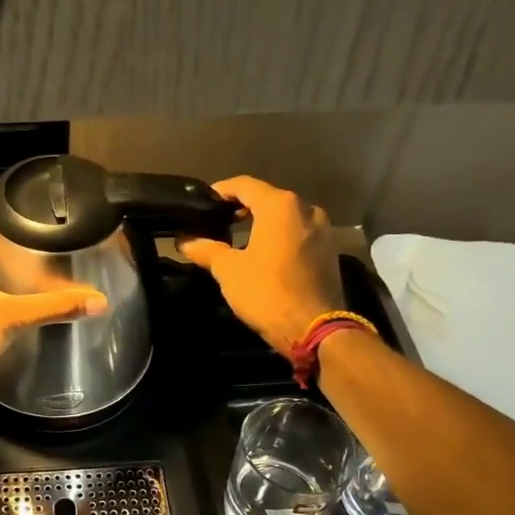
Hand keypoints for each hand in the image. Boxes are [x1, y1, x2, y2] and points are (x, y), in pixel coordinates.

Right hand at [176, 176, 344, 353]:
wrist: (315, 329)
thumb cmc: (267, 292)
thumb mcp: (229, 270)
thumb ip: (206, 249)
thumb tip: (184, 240)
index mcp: (280, 206)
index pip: (244, 185)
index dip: (221, 190)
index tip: (203, 203)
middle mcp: (306, 208)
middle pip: (267, 198)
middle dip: (242, 207)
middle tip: (218, 222)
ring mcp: (323, 229)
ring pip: (285, 216)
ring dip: (262, 223)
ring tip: (238, 239)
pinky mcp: (330, 250)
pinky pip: (298, 233)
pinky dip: (279, 237)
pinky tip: (263, 254)